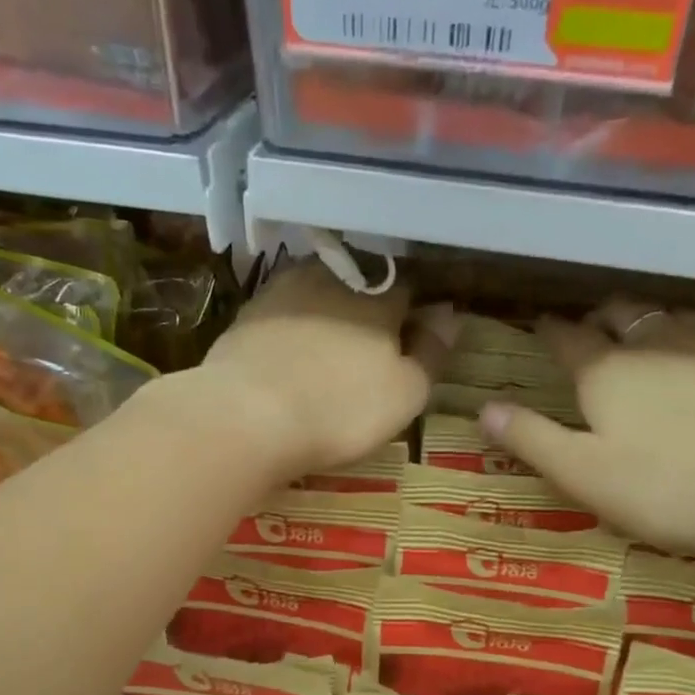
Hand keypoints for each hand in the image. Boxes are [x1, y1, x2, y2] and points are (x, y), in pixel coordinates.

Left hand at [194, 263, 455, 478]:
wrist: (246, 415)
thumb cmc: (341, 409)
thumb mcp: (406, 393)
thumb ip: (431, 352)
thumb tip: (449, 316)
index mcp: (379, 295)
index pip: (408, 288)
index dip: (415, 310)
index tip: (415, 335)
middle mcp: (331, 279)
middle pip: (360, 285)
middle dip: (370, 308)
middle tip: (371, 346)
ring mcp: (282, 292)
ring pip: (317, 293)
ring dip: (328, 313)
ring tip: (330, 349)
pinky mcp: (245, 317)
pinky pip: (282, 316)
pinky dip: (293, 331)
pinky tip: (291, 357)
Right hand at [478, 300, 694, 569]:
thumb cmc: (667, 488)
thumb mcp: (583, 475)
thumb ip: (533, 439)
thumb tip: (483, 408)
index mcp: (606, 373)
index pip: (568, 339)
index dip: (550, 331)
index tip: (539, 324)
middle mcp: (655, 346)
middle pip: (622, 315)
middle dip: (600, 316)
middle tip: (589, 326)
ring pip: (672, 315)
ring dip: (650, 318)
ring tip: (643, 329)